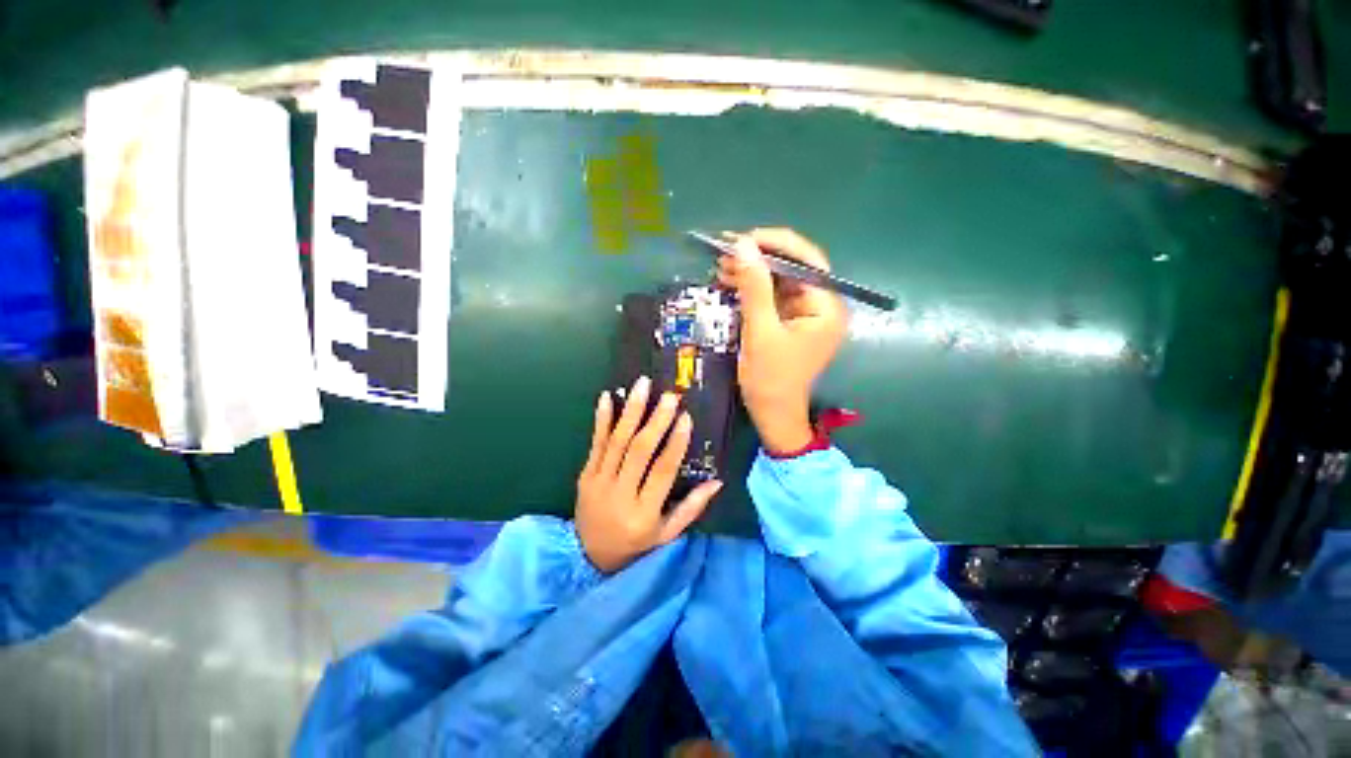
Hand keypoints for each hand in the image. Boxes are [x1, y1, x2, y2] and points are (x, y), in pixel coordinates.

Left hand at [575, 376, 723, 572]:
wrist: (588, 556)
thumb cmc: (635, 544)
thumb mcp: (667, 534)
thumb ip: (691, 508)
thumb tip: (718, 481)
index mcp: (643, 512)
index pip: (662, 472)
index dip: (675, 444)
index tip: (686, 418)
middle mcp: (620, 494)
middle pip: (639, 451)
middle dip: (655, 420)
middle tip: (669, 396)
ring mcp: (598, 482)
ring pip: (616, 441)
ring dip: (630, 410)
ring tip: (642, 385)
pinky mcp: (585, 474)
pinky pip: (595, 443)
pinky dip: (601, 419)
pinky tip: (606, 397)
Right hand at [716, 228, 848, 454]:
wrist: (772, 413)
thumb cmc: (770, 378)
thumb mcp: (760, 331)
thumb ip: (754, 288)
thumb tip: (743, 246)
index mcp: (825, 307)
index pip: (807, 261)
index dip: (776, 244)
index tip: (744, 239)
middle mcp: (820, 305)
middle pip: (792, 268)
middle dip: (760, 259)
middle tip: (727, 252)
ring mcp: (804, 314)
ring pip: (779, 280)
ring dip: (752, 272)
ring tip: (722, 265)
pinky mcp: (789, 321)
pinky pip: (771, 296)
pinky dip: (751, 288)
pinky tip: (730, 281)